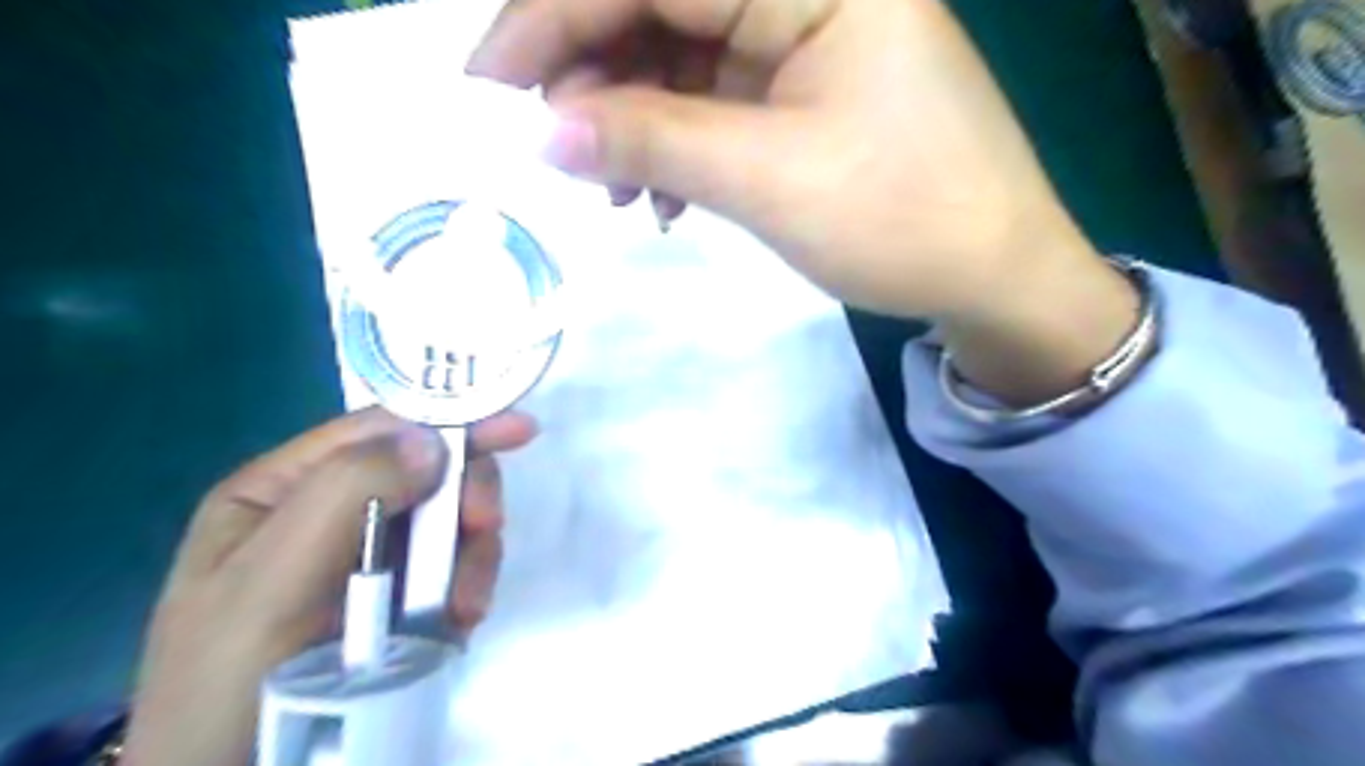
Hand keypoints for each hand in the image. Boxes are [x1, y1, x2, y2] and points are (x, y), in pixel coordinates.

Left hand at [122, 411, 539, 765]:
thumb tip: (431, 440)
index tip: (516, 429)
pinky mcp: (405, 598)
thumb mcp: (269, 582)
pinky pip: (458, 567)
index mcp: (282, 492)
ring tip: (465, 602)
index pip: (376, 430)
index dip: (448, 418)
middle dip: (463, 495)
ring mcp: (372, 557)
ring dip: (472, 552)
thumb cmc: (233, 682)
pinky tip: (461, 619)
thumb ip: (344, 493)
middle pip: (427, 472)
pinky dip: (471, 584)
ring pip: (450, 520)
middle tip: (486, 524)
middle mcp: (331, 513)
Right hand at [471, 1, 1142, 402]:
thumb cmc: (900, 220)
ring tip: (617, 196)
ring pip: (679, 56)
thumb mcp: (767, 180)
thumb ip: (651, 141)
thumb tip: (544, 129)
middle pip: (660, 6)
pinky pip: (712, 97)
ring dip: (632, 122)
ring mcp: (805, 36)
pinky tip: (666, 199)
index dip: (553, 19)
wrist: (989, 273)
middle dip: (594, 78)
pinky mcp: (803, 87)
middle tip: (557, 152)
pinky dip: (674, 143)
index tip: (488, 83)